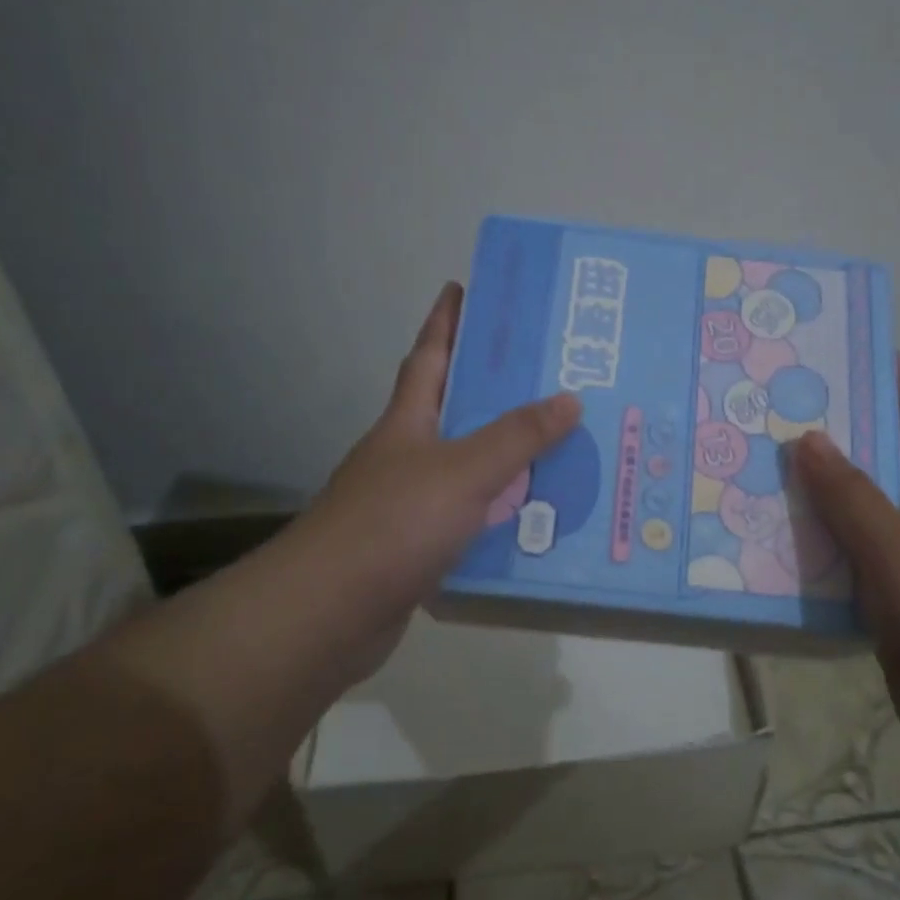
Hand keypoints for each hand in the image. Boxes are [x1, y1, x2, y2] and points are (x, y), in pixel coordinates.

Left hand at [286, 282, 579, 687]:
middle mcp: (406, 455)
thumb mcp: (464, 470)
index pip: (429, 356)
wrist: (330, 612)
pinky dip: (498, 512)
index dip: (446, 320)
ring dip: (505, 456)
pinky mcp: (417, 547)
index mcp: (408, 422)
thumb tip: (569, 398)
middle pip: (453, 409)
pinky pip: (470, 516)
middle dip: (492, 387)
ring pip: (467, 466)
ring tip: (560, 445)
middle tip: (548, 372)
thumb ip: (517, 436)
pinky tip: (533, 518)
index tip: (464, 286)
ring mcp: (409, 502)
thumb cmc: (394, 524)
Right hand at [792, 358, 899, 781]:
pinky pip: (832, 581)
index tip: (866, 350)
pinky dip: (803, 568)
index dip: (895, 391)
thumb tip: (808, 438)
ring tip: (748, 481)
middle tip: (771, 418)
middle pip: (866, 480)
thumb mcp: (897, 550)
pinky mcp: (876, 619)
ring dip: (804, 512)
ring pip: (842, 532)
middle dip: (828, 449)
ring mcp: (895, 577)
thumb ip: (851, 499)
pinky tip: (760, 557)